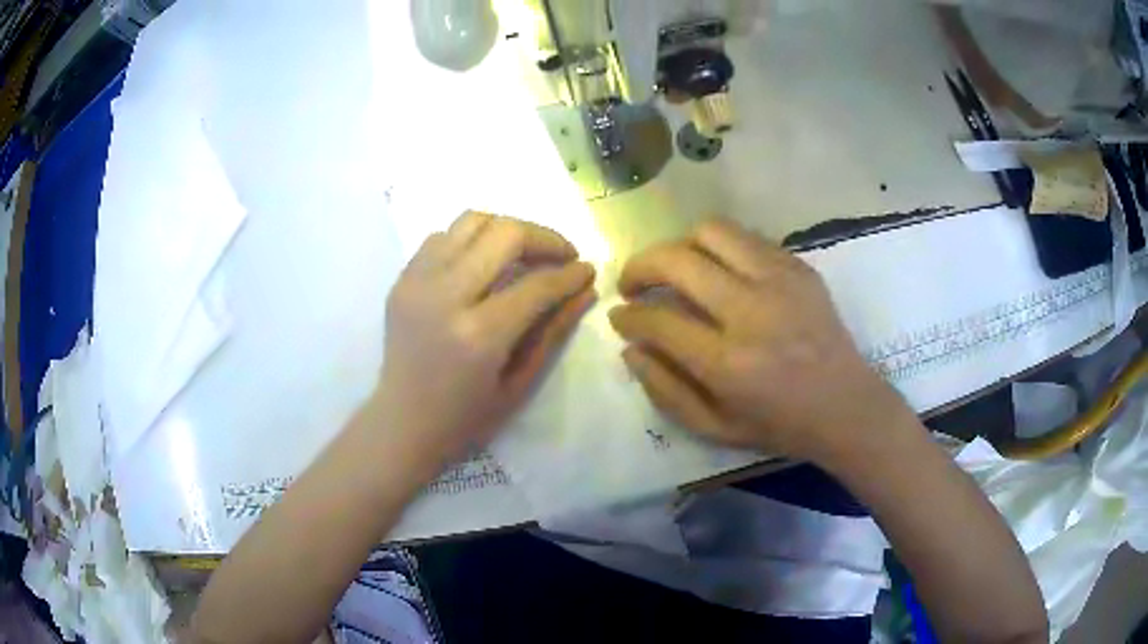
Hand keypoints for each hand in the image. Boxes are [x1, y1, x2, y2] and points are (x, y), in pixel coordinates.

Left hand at [376, 211, 595, 465]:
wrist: (402, 420)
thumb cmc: (466, 416)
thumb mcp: (520, 383)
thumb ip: (554, 331)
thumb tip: (586, 289)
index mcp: (479, 335)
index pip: (537, 284)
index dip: (570, 274)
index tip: (587, 270)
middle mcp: (445, 297)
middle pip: (505, 233)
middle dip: (545, 238)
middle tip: (562, 255)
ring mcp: (417, 282)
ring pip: (472, 220)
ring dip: (507, 230)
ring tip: (524, 253)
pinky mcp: (402, 278)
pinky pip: (442, 235)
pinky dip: (470, 240)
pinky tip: (482, 263)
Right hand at [609, 219, 909, 463]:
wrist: (846, 406)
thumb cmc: (779, 425)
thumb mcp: (714, 428)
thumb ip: (665, 390)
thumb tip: (630, 347)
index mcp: (728, 363)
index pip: (658, 320)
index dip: (627, 315)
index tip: (619, 315)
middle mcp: (751, 311)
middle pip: (676, 260)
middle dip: (639, 266)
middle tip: (633, 284)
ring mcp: (780, 282)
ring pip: (710, 232)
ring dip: (680, 246)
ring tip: (676, 270)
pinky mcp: (799, 267)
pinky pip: (746, 238)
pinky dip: (719, 249)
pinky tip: (719, 271)